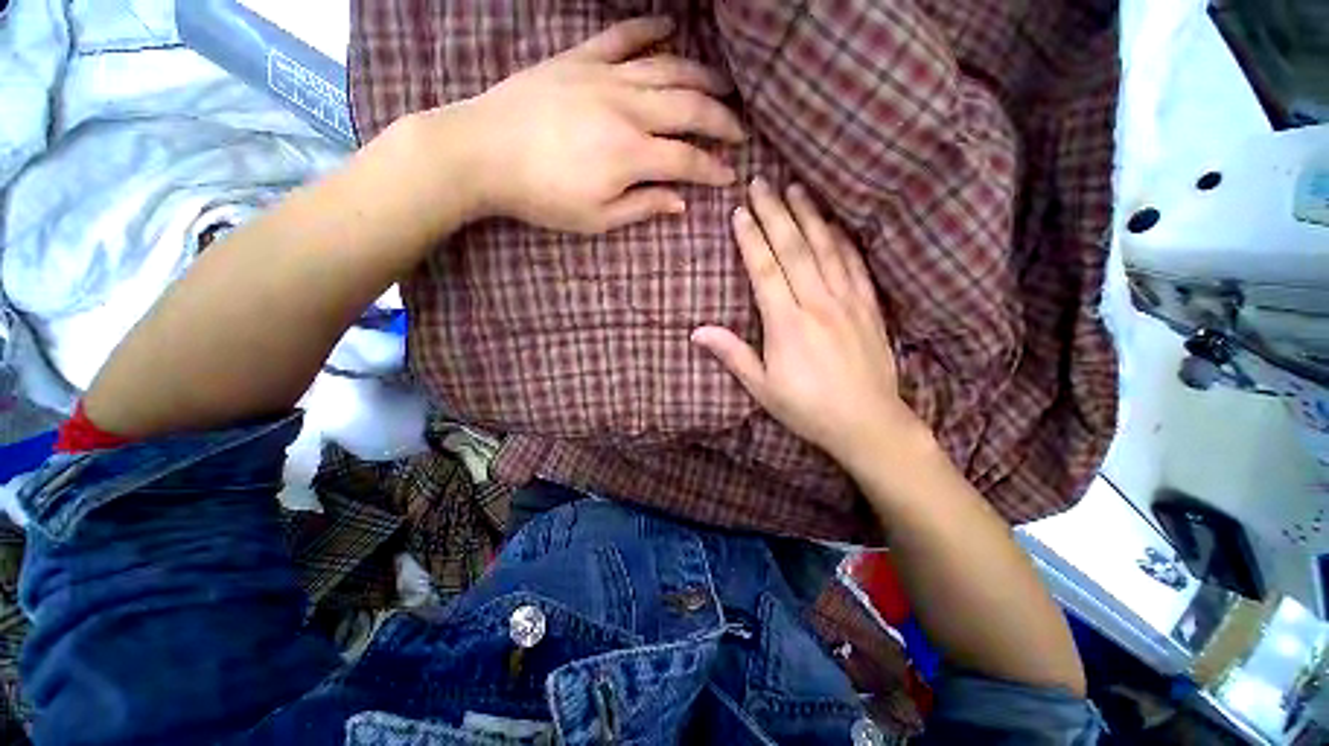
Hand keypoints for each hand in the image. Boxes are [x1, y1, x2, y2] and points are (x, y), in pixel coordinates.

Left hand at [448, 17, 743, 233]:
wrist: (483, 152)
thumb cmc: (542, 196)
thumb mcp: (596, 218)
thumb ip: (642, 206)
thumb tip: (680, 203)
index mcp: (632, 155)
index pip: (688, 160)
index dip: (713, 169)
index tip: (730, 175)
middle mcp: (628, 109)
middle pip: (689, 108)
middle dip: (721, 120)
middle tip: (739, 129)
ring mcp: (605, 76)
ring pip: (667, 69)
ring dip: (700, 77)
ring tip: (722, 86)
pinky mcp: (580, 58)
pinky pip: (623, 36)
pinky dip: (650, 30)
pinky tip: (670, 30)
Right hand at [691, 178, 922, 466]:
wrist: (866, 422)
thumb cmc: (807, 407)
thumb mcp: (762, 388)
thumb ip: (732, 354)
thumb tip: (697, 332)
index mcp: (787, 324)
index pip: (765, 270)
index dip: (750, 239)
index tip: (739, 212)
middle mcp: (817, 303)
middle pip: (793, 249)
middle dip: (775, 213)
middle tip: (762, 182)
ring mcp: (847, 302)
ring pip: (825, 248)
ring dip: (809, 215)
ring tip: (796, 187)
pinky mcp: (869, 307)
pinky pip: (855, 264)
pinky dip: (842, 239)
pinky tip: (834, 222)